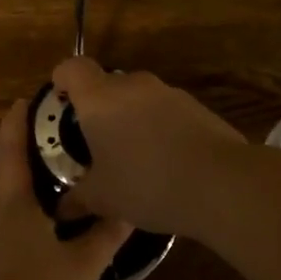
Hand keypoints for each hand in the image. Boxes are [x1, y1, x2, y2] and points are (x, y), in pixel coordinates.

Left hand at [0, 99, 132, 279]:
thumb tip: (129, 208)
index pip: (11, 152)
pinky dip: (12, 232)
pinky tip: (33, 248)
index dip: (15, 124)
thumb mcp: (82, 267)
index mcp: (12, 207)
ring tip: (46, 202)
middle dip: (14, 159)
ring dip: (16, 200)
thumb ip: (105, 236)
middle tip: (43, 150)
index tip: (22, 101)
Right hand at [50, 57, 247, 236]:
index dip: (62, 79)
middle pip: (108, 84)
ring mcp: (169, 93)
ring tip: (133, 158)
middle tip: (96, 142)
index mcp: (100, 99)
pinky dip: (160, 128)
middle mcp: (134, 86)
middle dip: (99, 109)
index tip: (61, 102)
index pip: (73, 68)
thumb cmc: (146, 183)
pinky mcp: (197, 107)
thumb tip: (61, 211)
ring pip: (139, 99)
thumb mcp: (103, 199)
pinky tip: (166, 163)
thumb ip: (77, 200)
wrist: (220, 183)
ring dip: (132, 119)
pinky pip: (167, 112)